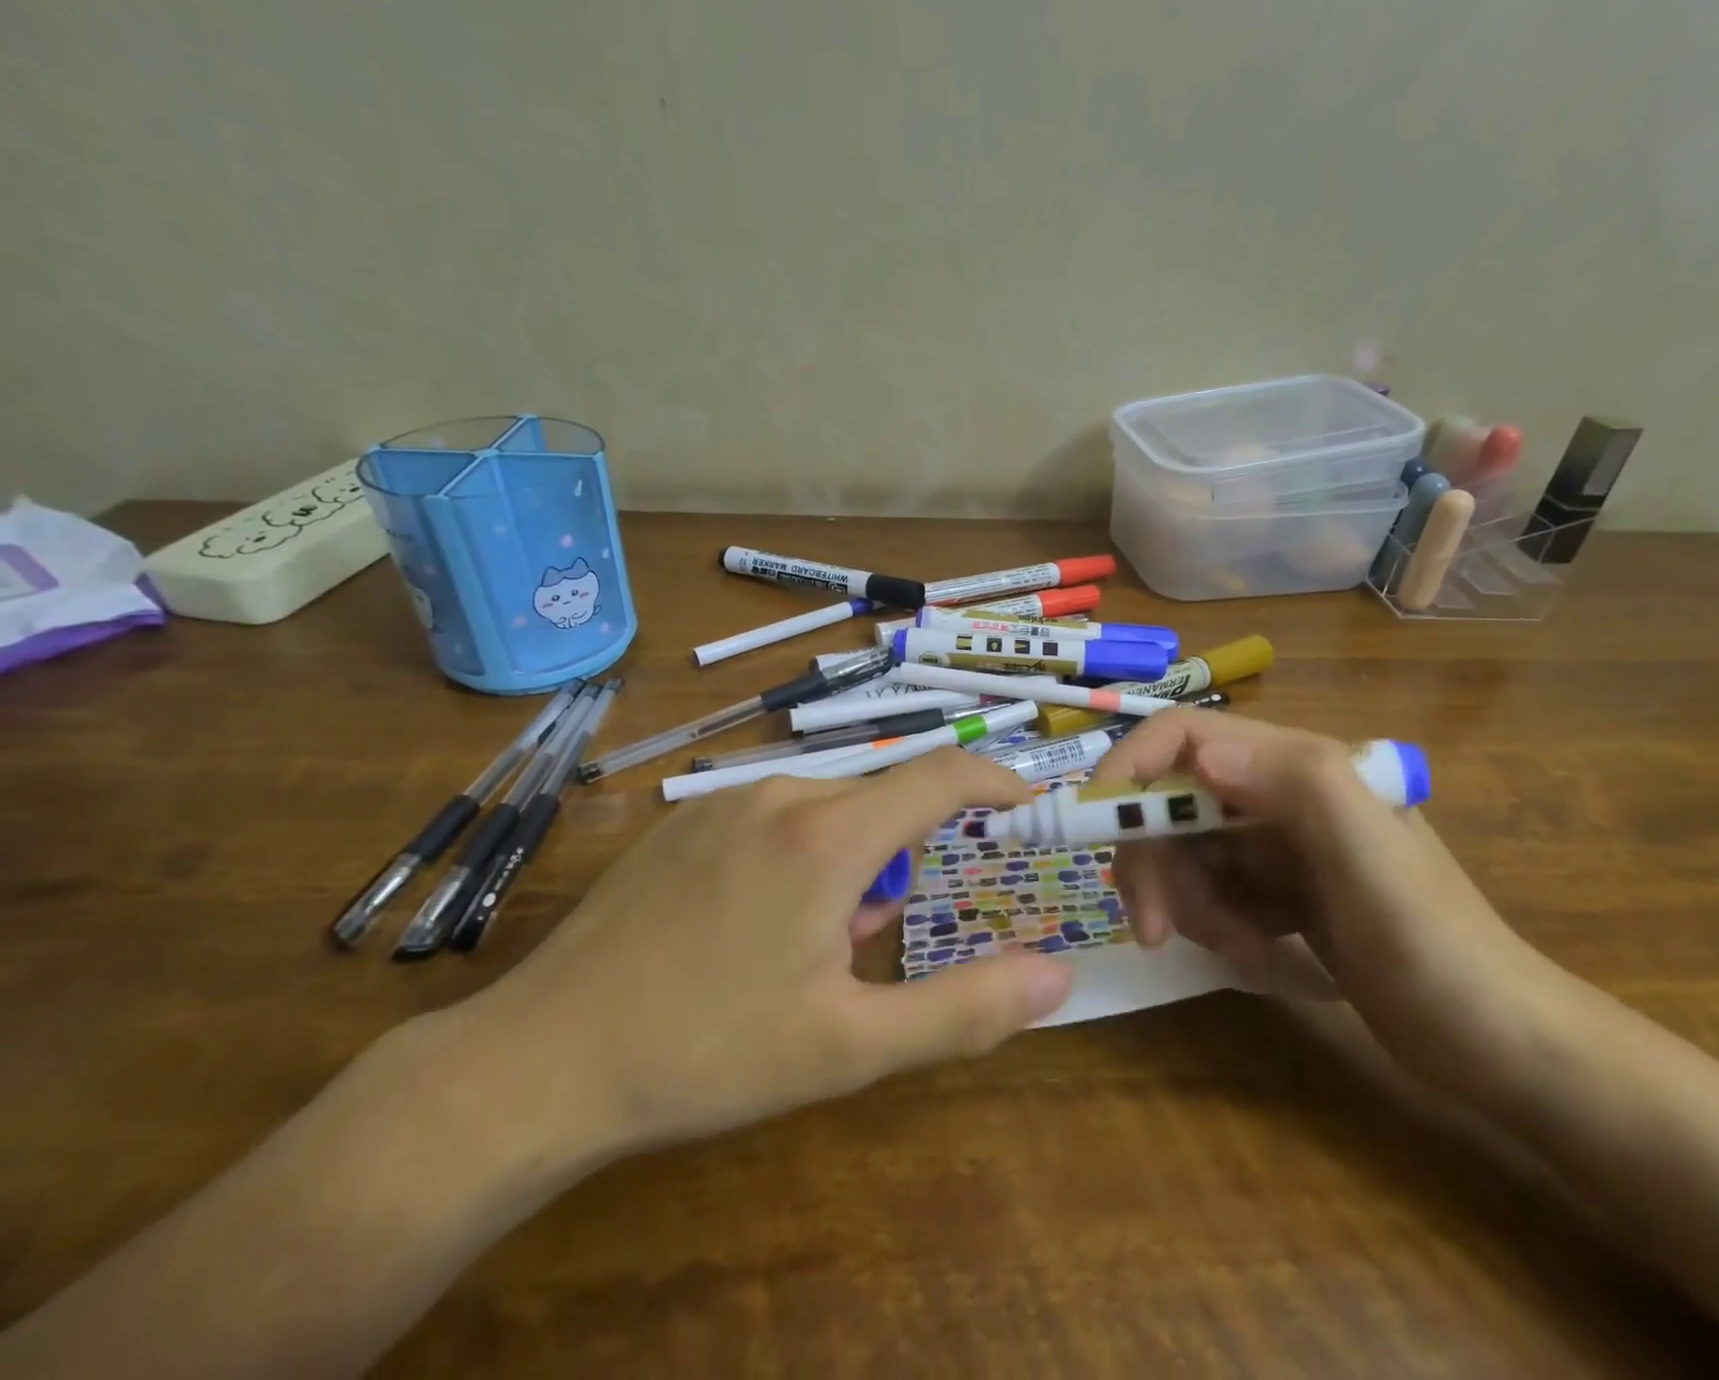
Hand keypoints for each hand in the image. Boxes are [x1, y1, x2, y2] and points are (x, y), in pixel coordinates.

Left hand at [456, 748, 1072, 1159]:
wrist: (542, 1061)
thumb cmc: (708, 1053)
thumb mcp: (849, 1045)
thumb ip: (965, 1010)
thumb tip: (1056, 978)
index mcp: (826, 837)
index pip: (939, 777)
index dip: (992, 782)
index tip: (1023, 804)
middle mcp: (779, 796)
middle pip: (878, 807)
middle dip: (896, 865)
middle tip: (858, 949)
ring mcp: (722, 803)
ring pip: (825, 813)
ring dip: (844, 866)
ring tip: (797, 949)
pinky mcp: (682, 822)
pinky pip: (772, 818)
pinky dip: (795, 856)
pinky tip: (742, 926)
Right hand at [1093, 710, 1569, 1103]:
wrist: (1502, 1047)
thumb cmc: (1439, 948)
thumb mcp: (1374, 862)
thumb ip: (1299, 786)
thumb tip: (1199, 752)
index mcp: (1294, 766)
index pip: (1180, 737)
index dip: (1126, 770)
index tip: (1097, 832)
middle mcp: (1274, 794)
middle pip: (1165, 805)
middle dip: (1154, 867)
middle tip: (1154, 933)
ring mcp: (1272, 843)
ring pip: (1181, 857)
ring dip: (1195, 911)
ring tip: (1252, 954)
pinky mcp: (1273, 889)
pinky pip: (1208, 897)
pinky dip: (1222, 932)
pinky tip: (1274, 961)